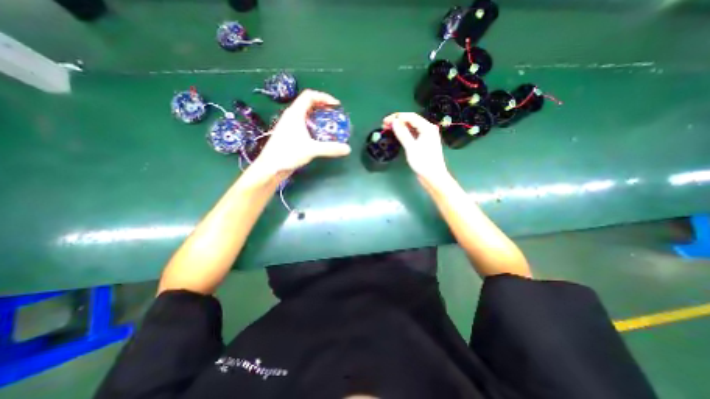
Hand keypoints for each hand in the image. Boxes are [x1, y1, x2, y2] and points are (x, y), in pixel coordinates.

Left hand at [248, 89, 351, 180]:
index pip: (309, 96)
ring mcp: (289, 126)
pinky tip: (319, 136)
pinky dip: (313, 126)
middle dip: (322, 106)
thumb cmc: (288, 154)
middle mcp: (291, 116)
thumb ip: (330, 148)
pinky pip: (303, 124)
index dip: (324, 97)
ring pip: (305, 115)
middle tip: (334, 114)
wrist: (270, 167)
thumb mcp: (311, 150)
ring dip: (318, 117)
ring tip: (329, 124)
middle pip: (308, 103)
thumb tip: (348, 149)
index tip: (336, 105)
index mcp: (295, 113)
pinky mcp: (289, 135)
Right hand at [383, 112, 448, 182]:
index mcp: (427, 128)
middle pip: (411, 120)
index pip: (411, 117)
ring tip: (388, 128)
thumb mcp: (411, 147)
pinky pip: (412, 134)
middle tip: (385, 124)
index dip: (397, 117)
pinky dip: (404, 133)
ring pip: (411, 127)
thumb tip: (394, 122)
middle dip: (398, 121)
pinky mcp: (423, 143)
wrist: (433, 176)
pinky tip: (397, 134)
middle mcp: (428, 129)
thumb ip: (403, 134)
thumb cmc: (423, 162)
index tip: (385, 120)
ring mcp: (426, 136)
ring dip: (400, 127)